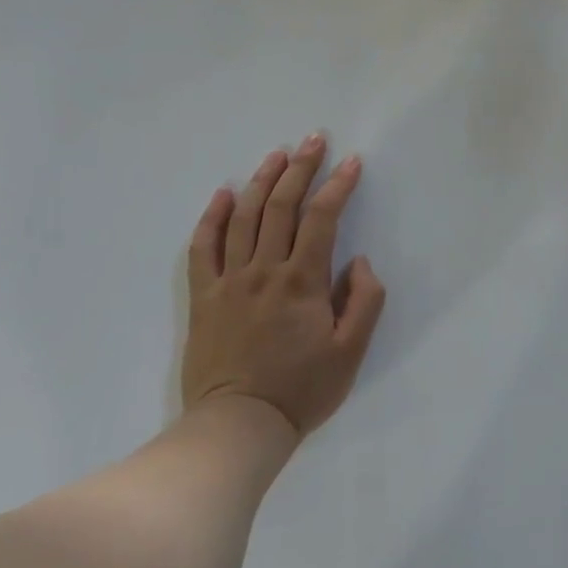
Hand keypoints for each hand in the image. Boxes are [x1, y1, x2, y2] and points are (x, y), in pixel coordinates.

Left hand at [182, 135, 385, 437]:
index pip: (322, 218)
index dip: (338, 185)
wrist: (237, 428)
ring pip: (243, 218)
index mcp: (302, 281)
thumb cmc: (301, 391)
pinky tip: (222, 194)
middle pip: (280, 206)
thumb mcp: (351, 352)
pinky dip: (211, 218)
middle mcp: (264, 270)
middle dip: (300, 168)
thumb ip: (364, 301)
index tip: (351, 162)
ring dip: (261, 181)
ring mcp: (229, 281)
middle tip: (313, 139)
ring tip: (276, 154)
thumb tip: (359, 261)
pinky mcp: (204, 298)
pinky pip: (203, 249)